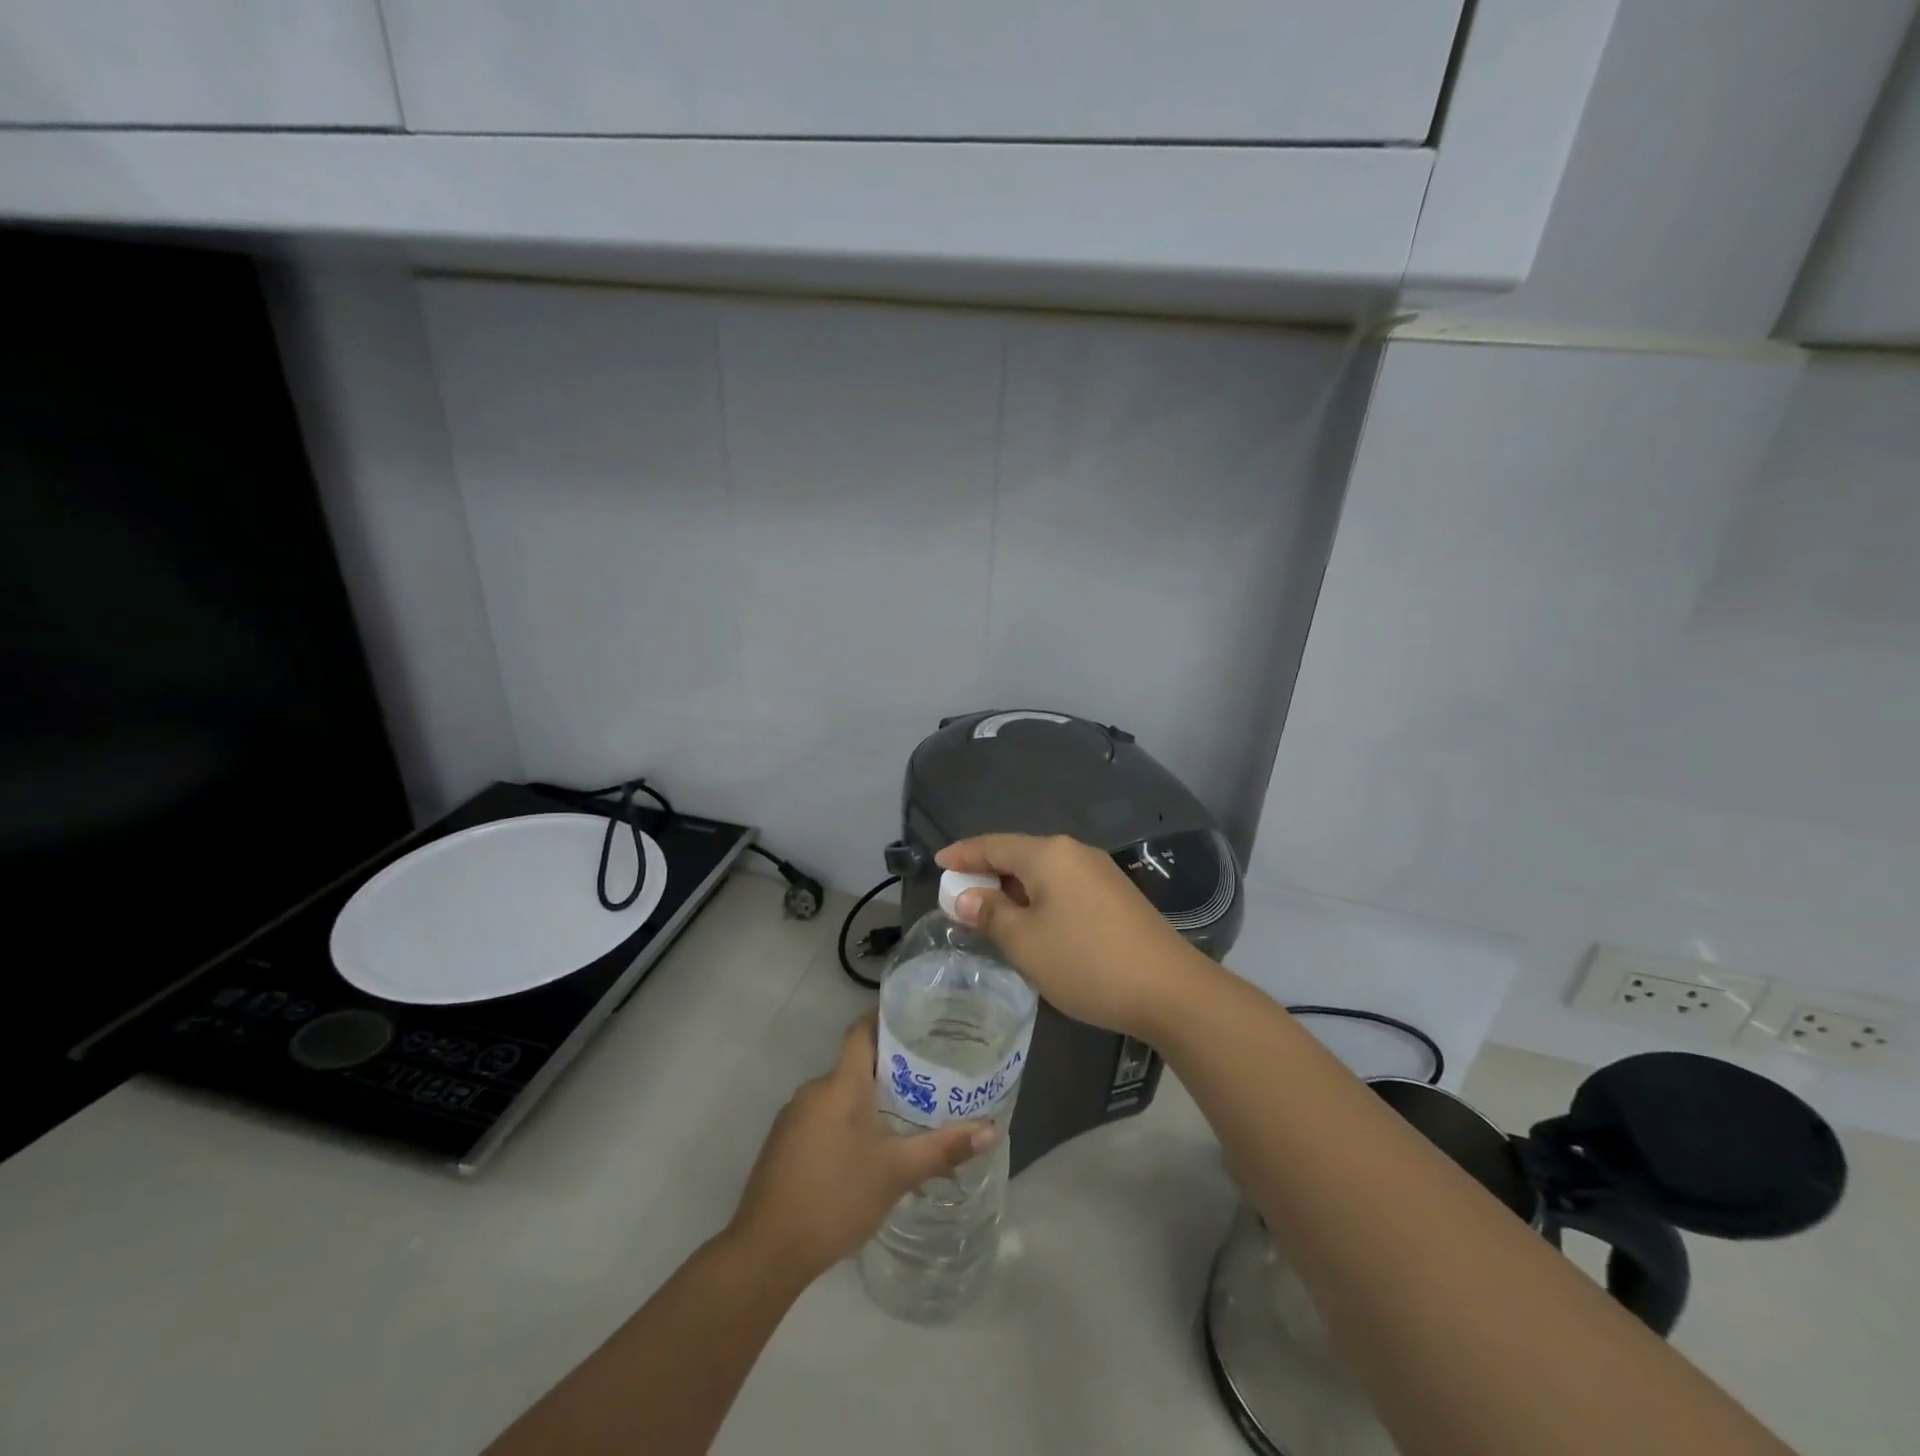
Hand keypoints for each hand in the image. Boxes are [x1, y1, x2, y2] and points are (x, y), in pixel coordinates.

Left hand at [726, 1014, 992, 1285]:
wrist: (766, 1251)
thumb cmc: (836, 1198)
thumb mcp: (897, 1173)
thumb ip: (943, 1148)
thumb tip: (991, 1130)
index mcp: (841, 1084)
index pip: (862, 1031)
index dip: (886, 1019)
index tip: (917, 1020)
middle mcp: (814, 1090)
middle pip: (854, 1064)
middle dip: (888, 1069)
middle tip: (927, 1077)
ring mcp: (793, 1117)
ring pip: (838, 1095)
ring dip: (867, 1101)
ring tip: (905, 1115)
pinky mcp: (783, 1144)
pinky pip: (822, 1118)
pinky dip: (846, 1123)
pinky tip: (866, 1151)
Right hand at [936, 833, 1210, 1041]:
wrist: (1169, 989)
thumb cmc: (1085, 961)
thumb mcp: (1025, 942)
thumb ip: (990, 913)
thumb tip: (966, 896)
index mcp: (1048, 853)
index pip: (993, 845)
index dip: (962, 854)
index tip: (937, 863)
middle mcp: (1075, 852)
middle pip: (1019, 855)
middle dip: (987, 873)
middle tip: (958, 895)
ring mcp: (1100, 872)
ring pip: (1042, 872)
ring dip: (1013, 889)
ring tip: (990, 912)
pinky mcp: (1116, 896)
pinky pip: (1063, 887)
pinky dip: (1038, 899)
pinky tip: (1032, 923)